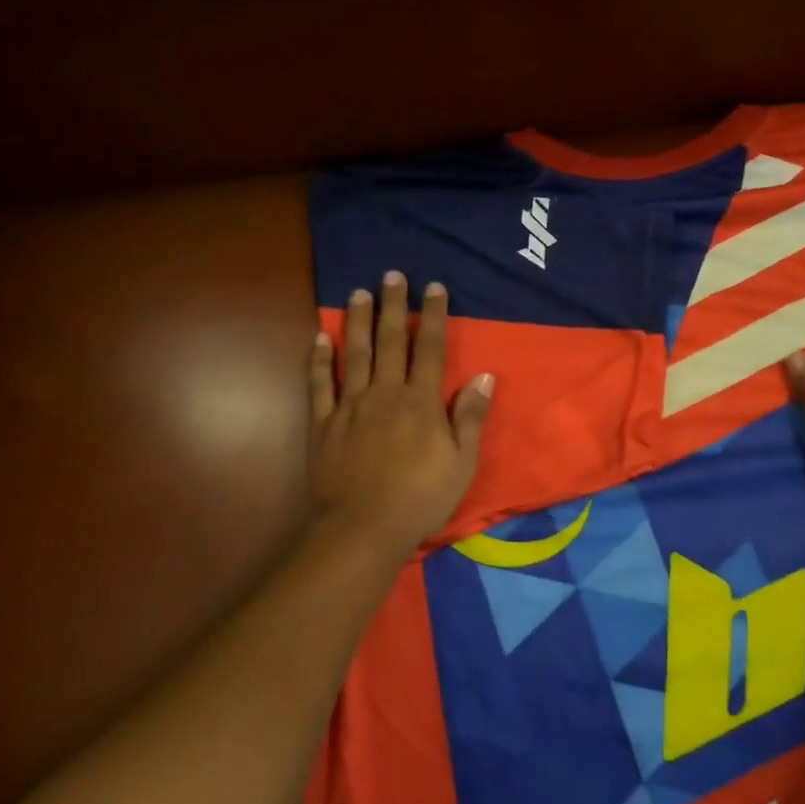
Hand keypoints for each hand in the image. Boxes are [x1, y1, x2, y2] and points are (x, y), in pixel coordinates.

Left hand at [308, 271, 492, 556]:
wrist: (362, 528)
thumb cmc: (420, 498)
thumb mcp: (461, 463)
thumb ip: (471, 417)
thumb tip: (485, 377)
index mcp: (421, 402)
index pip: (431, 349)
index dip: (433, 316)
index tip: (433, 287)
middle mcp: (385, 393)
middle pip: (391, 341)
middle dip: (394, 306)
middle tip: (392, 275)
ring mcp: (350, 406)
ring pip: (354, 353)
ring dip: (358, 320)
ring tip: (359, 292)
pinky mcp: (322, 423)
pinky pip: (319, 384)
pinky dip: (319, 359)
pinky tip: (320, 337)